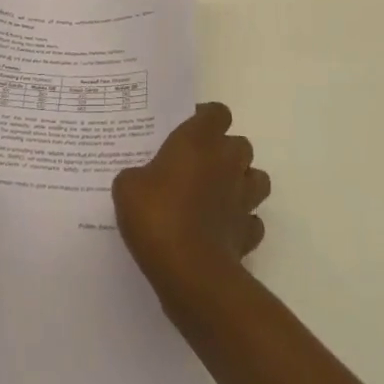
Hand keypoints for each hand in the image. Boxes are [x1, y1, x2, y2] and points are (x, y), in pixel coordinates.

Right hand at [113, 103, 269, 301]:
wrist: (189, 271)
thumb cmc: (157, 215)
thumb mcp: (127, 187)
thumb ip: (137, 175)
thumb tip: (141, 179)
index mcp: (199, 139)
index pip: (217, 112)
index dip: (205, 118)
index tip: (187, 131)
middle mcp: (227, 161)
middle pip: (240, 144)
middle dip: (225, 152)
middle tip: (198, 166)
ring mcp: (243, 197)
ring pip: (256, 179)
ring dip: (241, 183)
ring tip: (217, 195)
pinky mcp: (249, 233)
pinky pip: (253, 221)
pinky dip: (242, 223)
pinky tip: (222, 230)